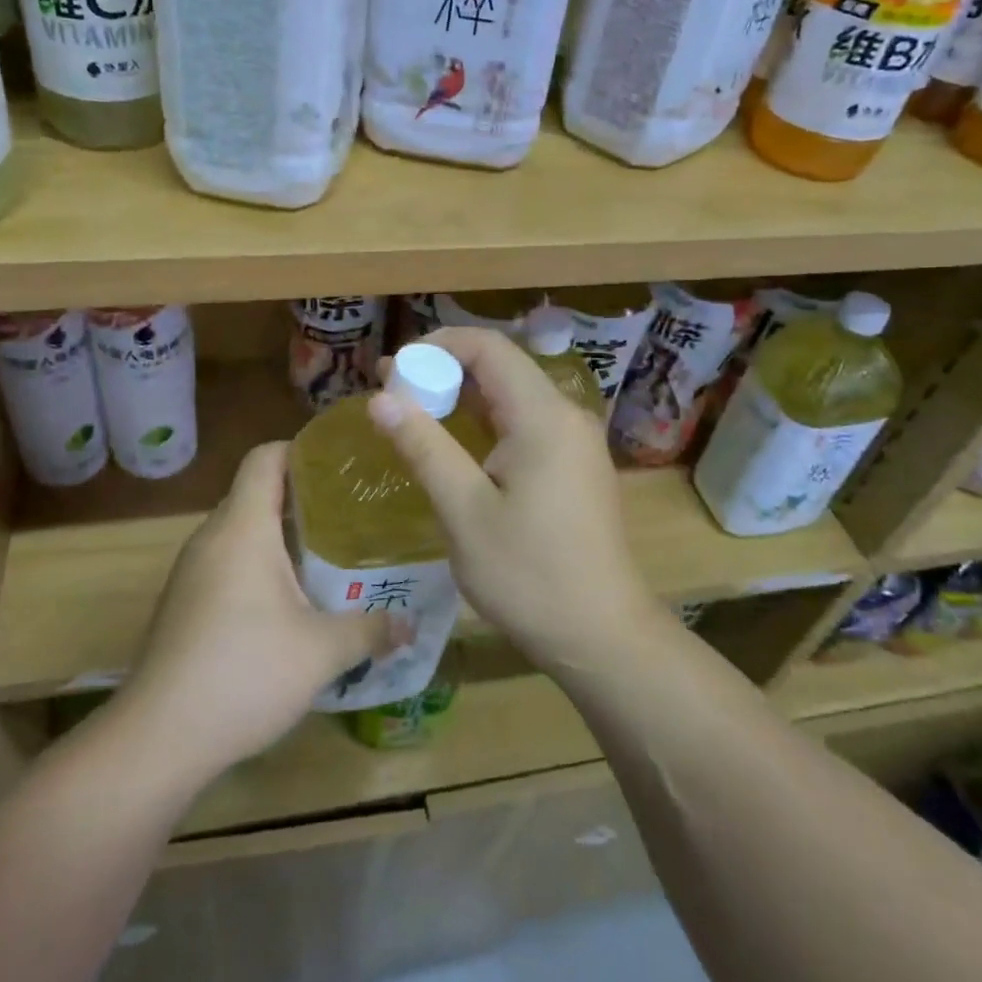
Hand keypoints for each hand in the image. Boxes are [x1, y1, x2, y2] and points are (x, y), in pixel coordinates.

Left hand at [117, 442, 394, 781]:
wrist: (157, 739)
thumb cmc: (244, 674)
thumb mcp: (322, 651)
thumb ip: (371, 630)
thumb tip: (411, 625)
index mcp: (243, 527)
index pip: (266, 457)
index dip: (304, 450)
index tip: (344, 465)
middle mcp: (212, 537)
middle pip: (257, 491)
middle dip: (305, 496)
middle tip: (353, 512)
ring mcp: (193, 570)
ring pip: (243, 530)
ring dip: (283, 535)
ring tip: (331, 552)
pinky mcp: (184, 602)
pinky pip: (229, 561)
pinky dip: (261, 564)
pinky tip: (292, 599)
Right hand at [368, 327, 664, 674]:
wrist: (601, 636)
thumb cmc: (529, 575)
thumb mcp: (464, 512)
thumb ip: (424, 446)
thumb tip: (380, 398)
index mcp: (543, 416)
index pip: (488, 347)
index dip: (437, 345)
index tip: (394, 370)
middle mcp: (565, 416)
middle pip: (501, 367)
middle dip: (444, 370)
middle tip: (393, 392)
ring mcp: (575, 442)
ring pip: (512, 396)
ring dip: (463, 397)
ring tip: (413, 412)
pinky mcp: (574, 466)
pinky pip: (525, 424)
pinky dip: (486, 423)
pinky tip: (456, 444)